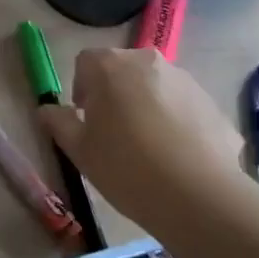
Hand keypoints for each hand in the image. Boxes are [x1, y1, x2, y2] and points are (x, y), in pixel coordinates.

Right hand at [39, 47, 242, 220]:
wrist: (199, 196)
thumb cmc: (126, 168)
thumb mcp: (81, 151)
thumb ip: (59, 123)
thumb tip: (46, 109)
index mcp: (111, 66)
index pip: (86, 61)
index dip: (81, 88)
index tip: (86, 120)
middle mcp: (148, 61)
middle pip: (123, 70)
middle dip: (116, 93)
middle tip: (115, 133)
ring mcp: (184, 79)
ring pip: (156, 87)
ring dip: (148, 105)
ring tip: (150, 150)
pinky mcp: (211, 103)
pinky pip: (185, 107)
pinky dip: (178, 123)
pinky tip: (179, 159)